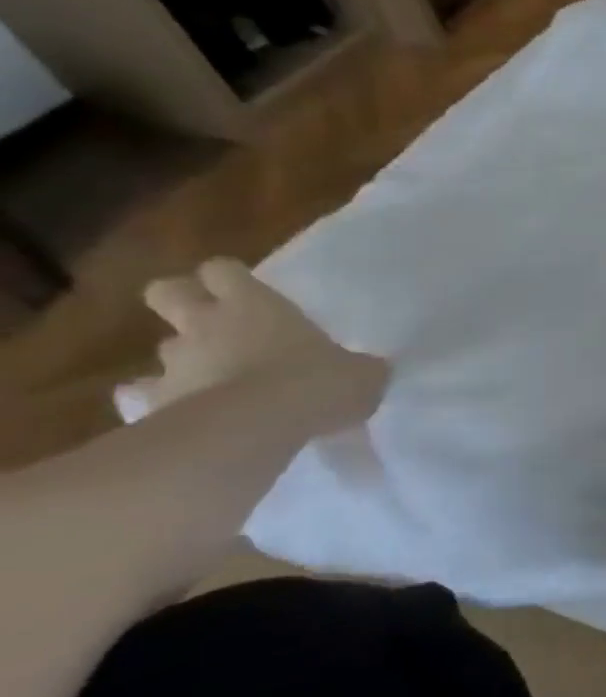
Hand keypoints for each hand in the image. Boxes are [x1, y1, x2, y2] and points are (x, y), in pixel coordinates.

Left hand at [119, 258, 386, 430]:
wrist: (257, 427)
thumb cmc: (317, 382)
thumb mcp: (362, 374)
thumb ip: (359, 367)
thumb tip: (367, 370)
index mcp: (255, 305)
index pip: (224, 269)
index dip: (232, 278)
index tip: (251, 294)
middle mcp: (206, 324)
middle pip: (167, 290)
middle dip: (183, 301)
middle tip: (214, 321)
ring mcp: (176, 361)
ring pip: (165, 348)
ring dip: (186, 359)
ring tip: (216, 381)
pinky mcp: (156, 400)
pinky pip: (146, 395)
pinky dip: (160, 400)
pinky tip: (186, 414)